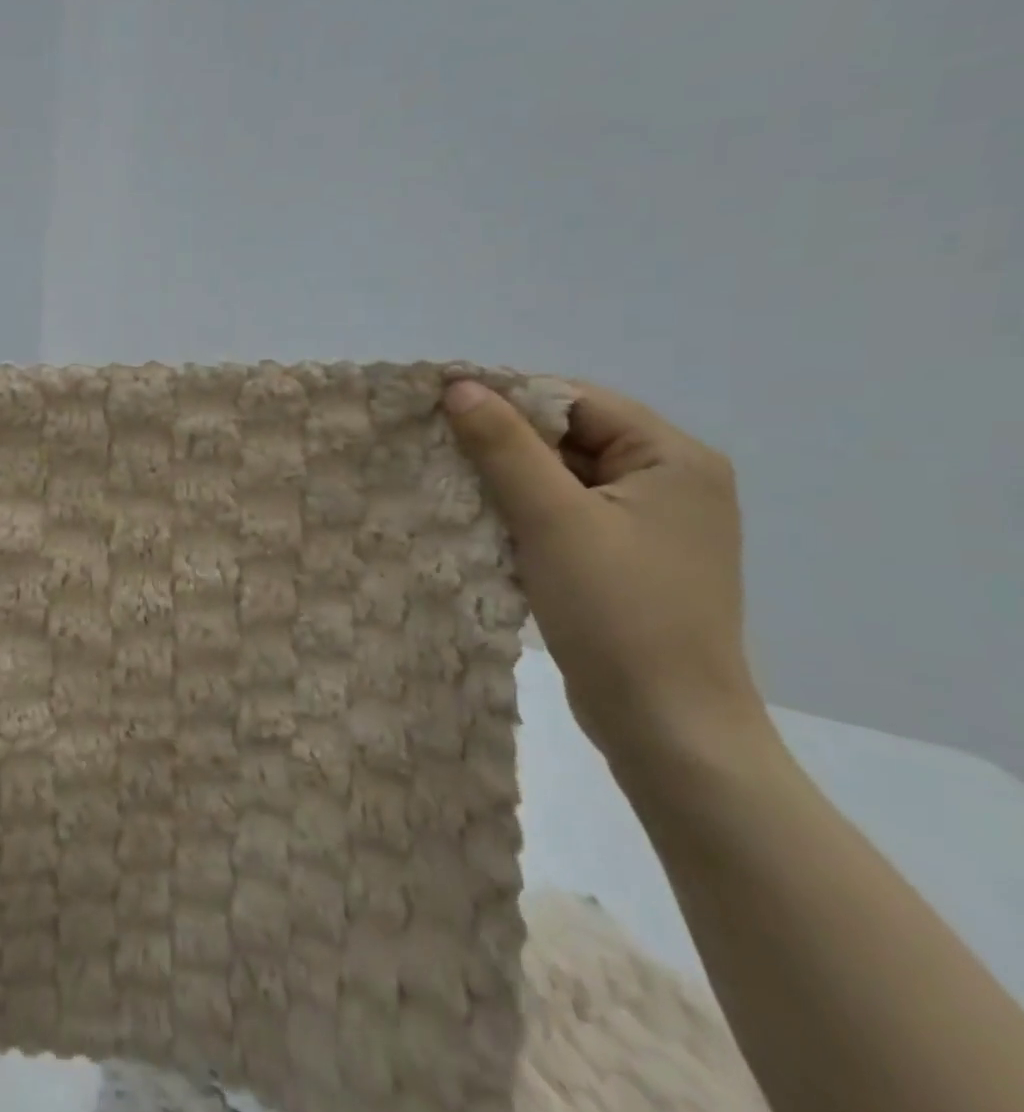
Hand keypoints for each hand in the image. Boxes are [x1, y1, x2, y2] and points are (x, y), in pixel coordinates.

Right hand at [442, 379, 767, 762]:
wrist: (666, 726)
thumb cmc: (618, 612)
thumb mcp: (553, 519)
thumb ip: (504, 446)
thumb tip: (459, 385)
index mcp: (674, 458)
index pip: (576, 401)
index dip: (508, 398)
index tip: (442, 407)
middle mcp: (671, 481)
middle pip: (570, 437)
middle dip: (503, 442)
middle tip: (437, 447)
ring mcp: (650, 524)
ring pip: (562, 477)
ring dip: (508, 480)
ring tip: (450, 484)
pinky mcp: (626, 559)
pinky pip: (565, 514)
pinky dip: (523, 513)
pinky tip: (482, 524)